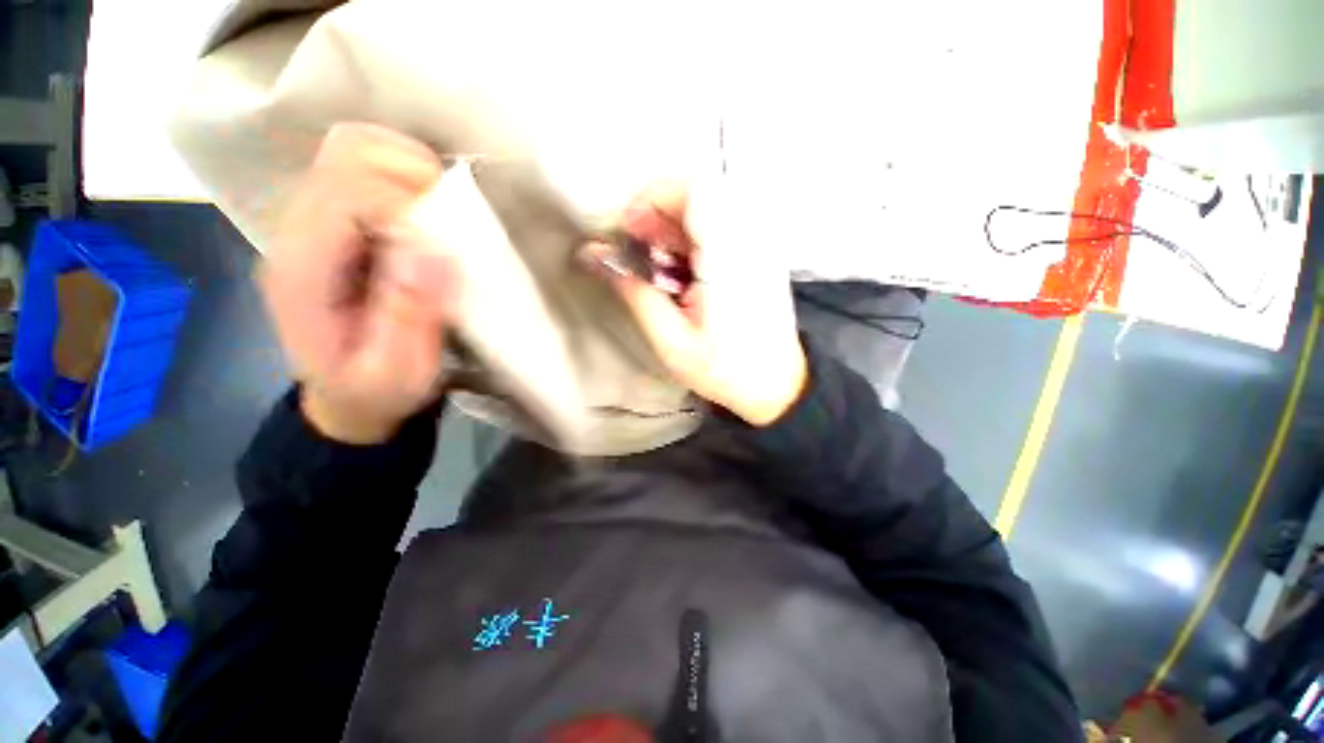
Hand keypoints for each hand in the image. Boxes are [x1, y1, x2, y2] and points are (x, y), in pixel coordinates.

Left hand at [261, 123, 455, 443]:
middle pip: (346, 153)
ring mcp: (311, 219)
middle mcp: (296, 230)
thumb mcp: (398, 374)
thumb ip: (411, 317)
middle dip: (412, 175)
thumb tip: (437, 252)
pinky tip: (429, 217)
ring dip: (410, 169)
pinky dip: (406, 177)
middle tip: (452, 221)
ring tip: (444, 215)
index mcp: (301, 271)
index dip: (410, 208)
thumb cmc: (372, 391)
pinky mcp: (333, 220)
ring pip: (354, 148)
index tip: (451, 245)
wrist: (344, 395)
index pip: (346, 195)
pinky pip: (366, 168)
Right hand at [588, 182, 806, 425]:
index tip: (629, 232)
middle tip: (638, 249)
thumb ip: (635, 293)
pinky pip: (720, 222)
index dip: (652, 199)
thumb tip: (594, 256)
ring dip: (672, 225)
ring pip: (708, 204)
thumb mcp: (671, 342)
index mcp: (729, 260)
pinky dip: (691, 236)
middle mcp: (750, 240)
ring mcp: (760, 243)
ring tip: (658, 264)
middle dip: (657, 213)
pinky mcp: (760, 251)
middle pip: (699, 191)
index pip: (695, 190)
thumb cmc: (725, 370)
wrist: (776, 384)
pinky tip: (681, 268)